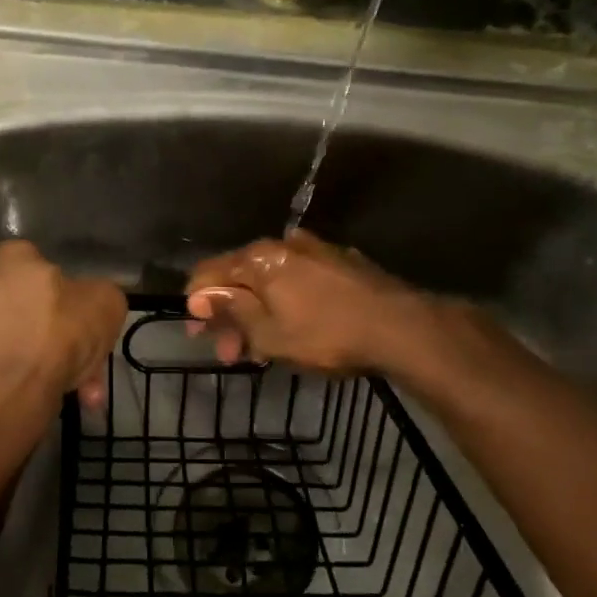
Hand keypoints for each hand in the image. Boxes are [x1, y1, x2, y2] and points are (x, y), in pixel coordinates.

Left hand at [0, 241, 125, 506]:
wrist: (5, 394)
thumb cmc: (58, 333)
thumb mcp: (107, 302)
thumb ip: (101, 296)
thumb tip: (91, 305)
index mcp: (10, 254)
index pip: (46, 265)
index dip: (74, 296)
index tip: (90, 323)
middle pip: (37, 310)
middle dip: (68, 340)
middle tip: (90, 365)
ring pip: (26, 342)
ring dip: (55, 365)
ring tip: (82, 392)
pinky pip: (9, 366)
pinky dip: (31, 380)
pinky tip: (56, 398)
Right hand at [184, 230, 434, 372]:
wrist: (399, 326)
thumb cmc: (326, 335)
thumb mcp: (270, 334)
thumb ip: (232, 311)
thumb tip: (199, 296)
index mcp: (259, 258)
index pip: (209, 272)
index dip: (197, 303)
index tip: (198, 333)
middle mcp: (284, 244)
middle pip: (241, 276)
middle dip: (230, 314)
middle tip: (229, 352)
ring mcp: (316, 249)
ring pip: (272, 279)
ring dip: (258, 311)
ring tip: (261, 348)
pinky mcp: (341, 262)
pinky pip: (299, 279)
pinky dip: (286, 301)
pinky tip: (294, 327)